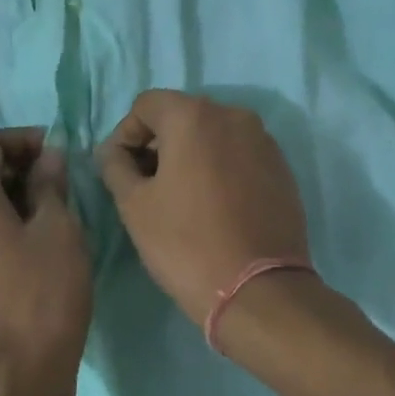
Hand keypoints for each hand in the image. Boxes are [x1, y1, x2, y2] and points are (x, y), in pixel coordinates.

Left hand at [0, 128, 93, 395]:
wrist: (16, 376)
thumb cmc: (42, 293)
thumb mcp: (59, 229)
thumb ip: (50, 184)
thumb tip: (49, 157)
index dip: (22, 139)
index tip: (58, 154)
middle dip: (21, 165)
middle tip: (63, 180)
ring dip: (18, 195)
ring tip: (60, 210)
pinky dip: (9, 222)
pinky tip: (44, 242)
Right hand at [98, 91, 310, 326]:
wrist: (259, 290)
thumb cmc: (186, 243)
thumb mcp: (134, 205)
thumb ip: (115, 166)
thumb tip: (113, 152)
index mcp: (193, 116)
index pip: (146, 105)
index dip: (125, 134)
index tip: (119, 171)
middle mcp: (232, 116)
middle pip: (181, 115)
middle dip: (157, 143)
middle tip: (145, 185)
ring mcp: (263, 141)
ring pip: (212, 135)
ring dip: (189, 155)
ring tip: (179, 197)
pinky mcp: (281, 168)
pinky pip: (238, 155)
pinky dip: (219, 168)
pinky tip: (212, 206)